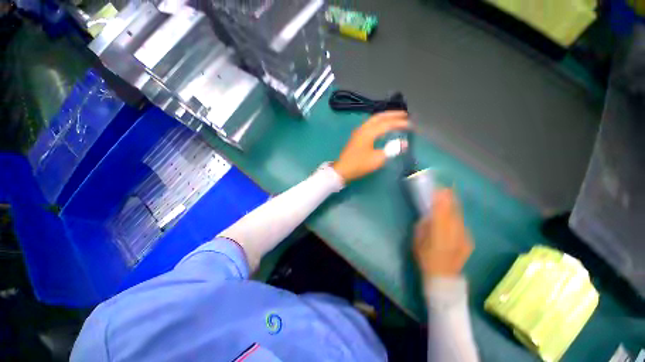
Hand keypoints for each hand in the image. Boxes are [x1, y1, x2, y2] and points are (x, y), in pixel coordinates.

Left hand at [333, 111, 408, 182]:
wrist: (342, 170)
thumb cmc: (359, 165)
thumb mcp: (377, 159)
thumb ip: (391, 150)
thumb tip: (404, 143)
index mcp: (369, 132)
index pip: (387, 124)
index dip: (400, 123)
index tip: (411, 125)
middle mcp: (363, 128)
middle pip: (379, 117)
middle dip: (392, 114)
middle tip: (405, 115)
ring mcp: (358, 132)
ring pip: (373, 119)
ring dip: (385, 117)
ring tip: (395, 118)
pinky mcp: (356, 136)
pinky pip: (370, 124)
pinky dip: (379, 122)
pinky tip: (382, 127)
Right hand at [413, 189, 472, 278]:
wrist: (443, 277)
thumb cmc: (425, 258)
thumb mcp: (417, 240)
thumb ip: (423, 225)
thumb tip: (428, 215)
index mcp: (439, 232)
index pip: (441, 210)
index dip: (440, 198)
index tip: (437, 188)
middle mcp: (454, 232)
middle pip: (453, 210)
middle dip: (449, 198)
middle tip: (444, 188)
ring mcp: (464, 236)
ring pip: (459, 215)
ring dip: (453, 205)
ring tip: (448, 196)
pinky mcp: (468, 239)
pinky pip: (461, 223)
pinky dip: (456, 215)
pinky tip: (451, 214)